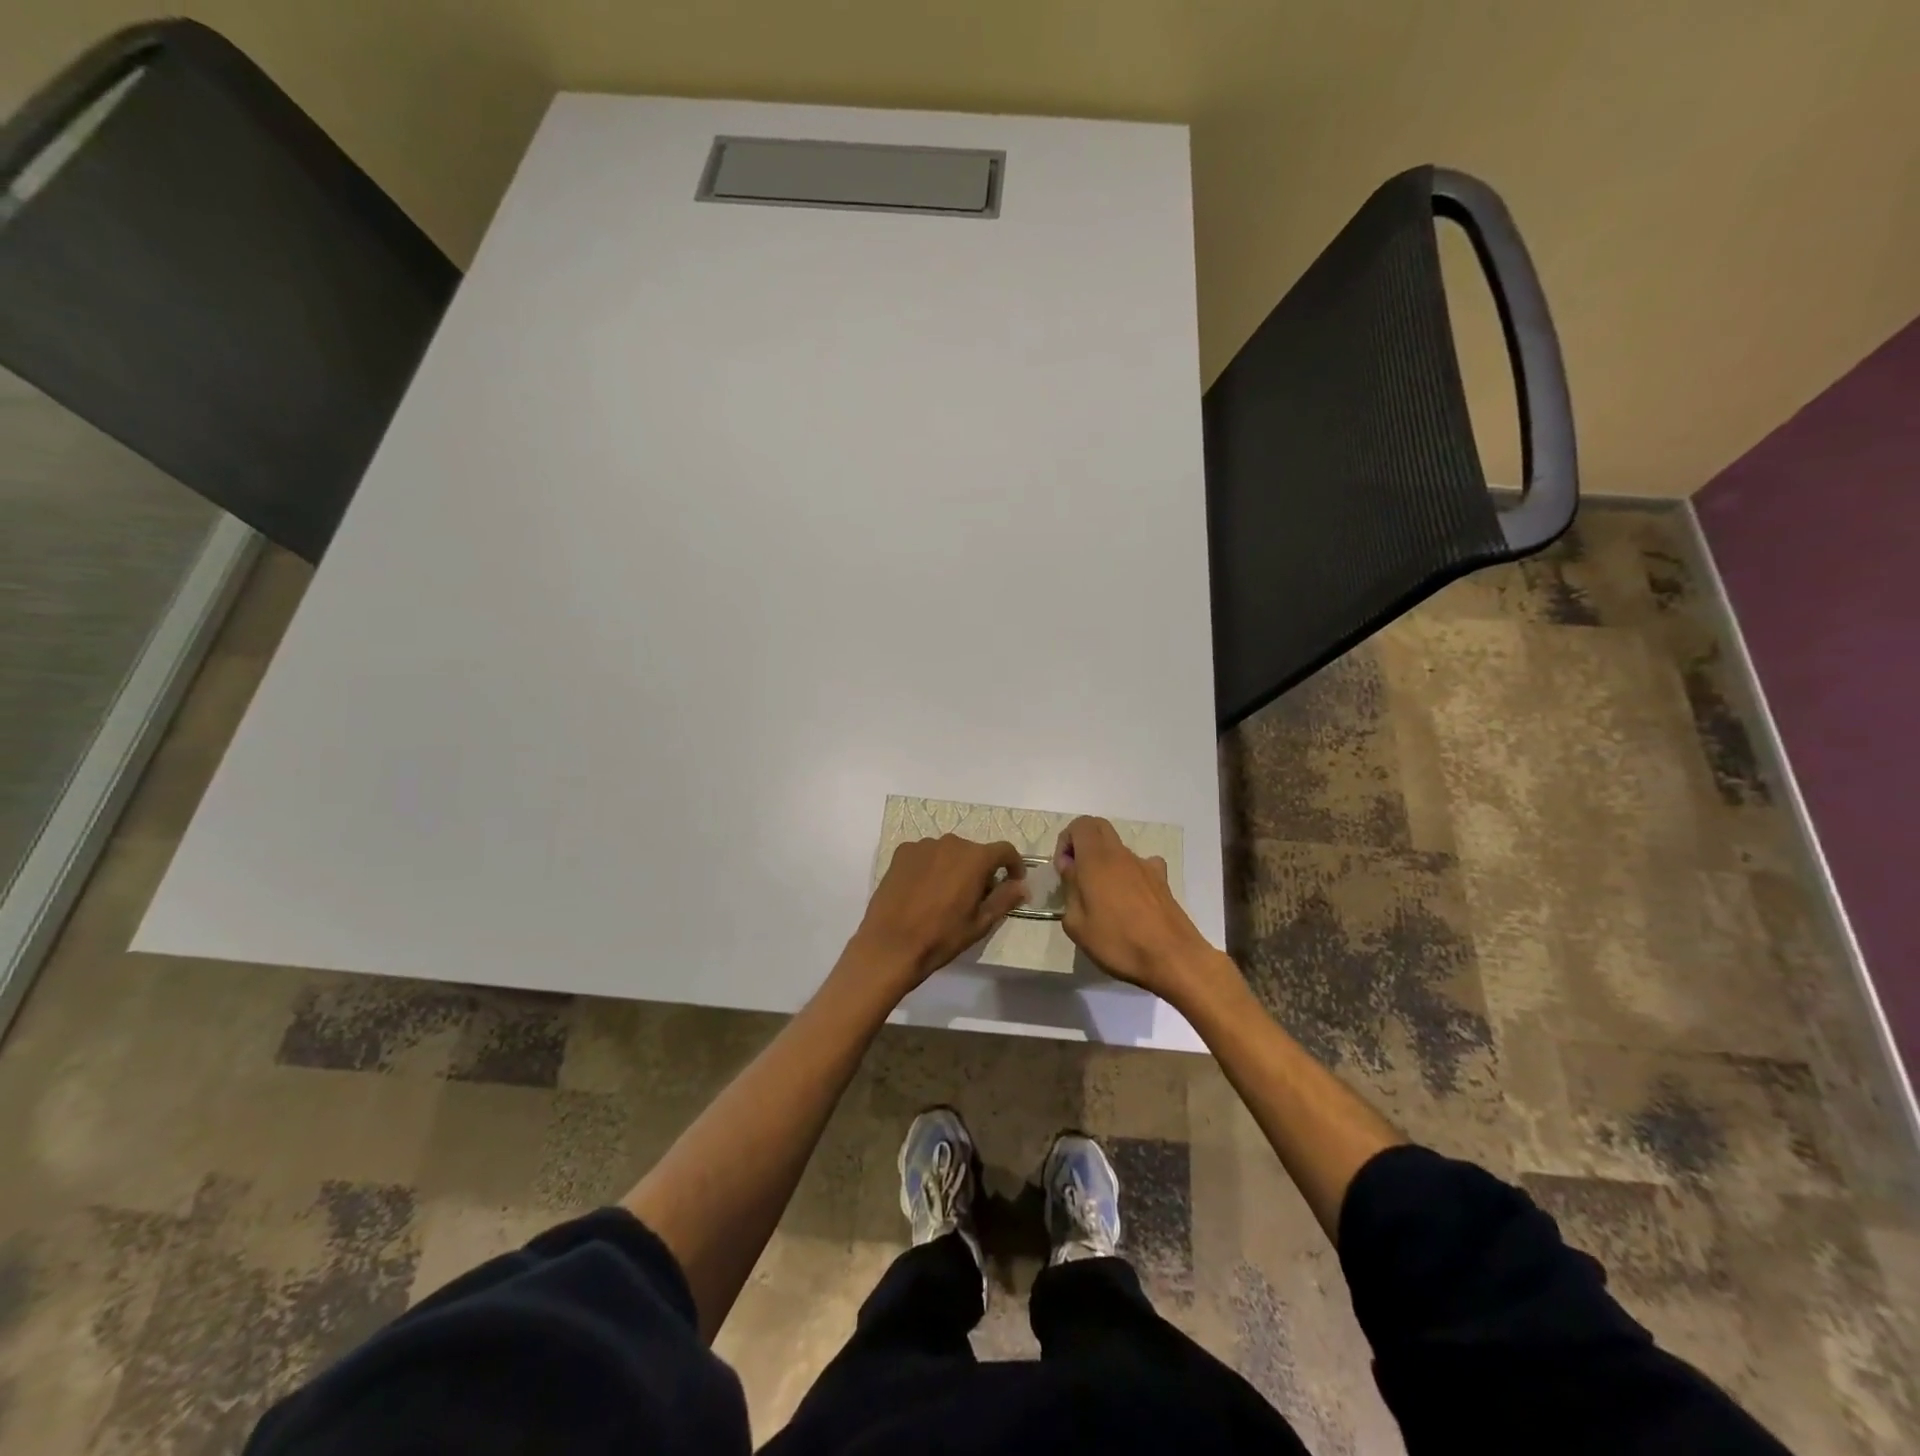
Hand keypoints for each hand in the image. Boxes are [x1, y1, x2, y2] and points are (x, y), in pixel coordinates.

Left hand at [848, 835, 1028, 994]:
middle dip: (981, 870)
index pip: (1004, 850)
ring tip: (946, 895)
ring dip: (954, 867)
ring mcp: (923, 846)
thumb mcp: (980, 923)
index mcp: (974, 858)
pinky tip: (923, 891)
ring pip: (949, 852)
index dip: (1014, 864)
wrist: (890, 944)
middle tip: (976, 896)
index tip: (1014, 881)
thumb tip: (1023, 885)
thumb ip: (1004, 899)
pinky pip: (925, 855)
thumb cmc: (941, 937)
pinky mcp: (901, 853)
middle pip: (975, 851)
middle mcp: (950, 843)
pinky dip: (931, 867)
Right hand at [1055, 816, 1219, 1002]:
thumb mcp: (1076, 924)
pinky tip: (1130, 901)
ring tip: (1104, 899)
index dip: (1066, 841)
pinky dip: (1130, 874)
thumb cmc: (1118, 942)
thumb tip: (1071, 869)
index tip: (1064, 870)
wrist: (1173, 959)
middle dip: (1084, 845)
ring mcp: (1145, 865)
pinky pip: (1140, 866)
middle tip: (1078, 876)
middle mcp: (1121, 854)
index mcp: (1096, 859)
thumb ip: (1069, 889)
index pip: (1080, 825)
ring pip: (1119, 849)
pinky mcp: (1162, 881)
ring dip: (1105, 862)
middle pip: (1100, 828)